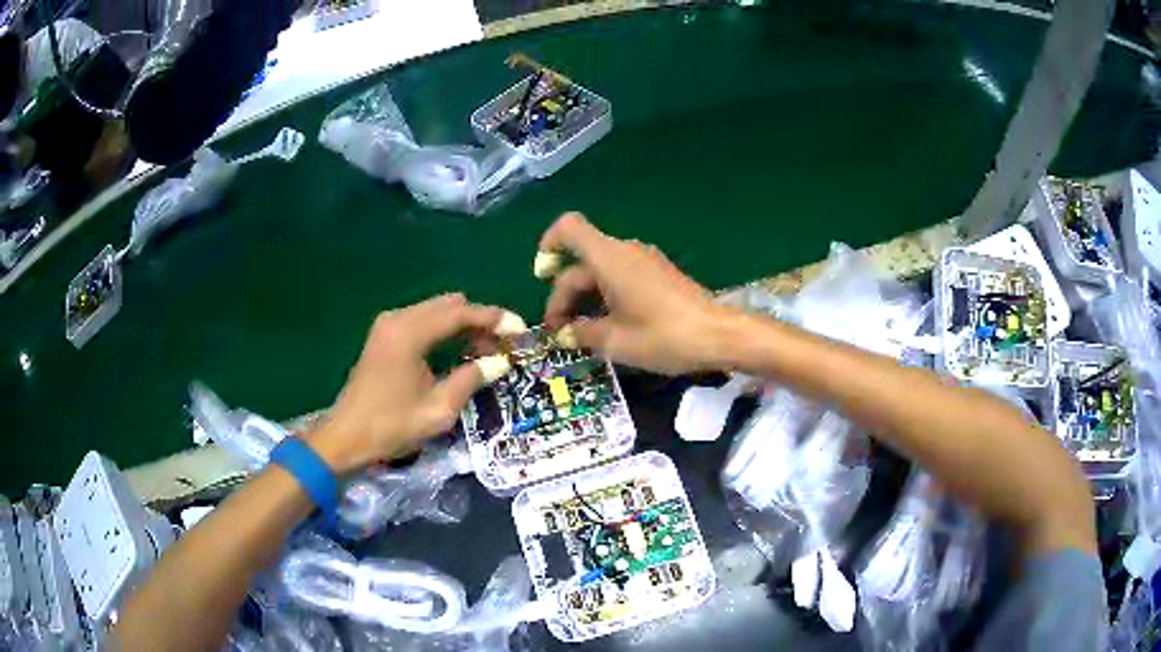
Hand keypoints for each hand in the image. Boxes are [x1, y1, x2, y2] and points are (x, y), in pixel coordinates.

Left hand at [307, 294, 508, 474]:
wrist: (346, 437)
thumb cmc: (391, 426)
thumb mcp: (438, 410)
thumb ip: (471, 380)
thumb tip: (500, 362)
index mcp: (409, 333)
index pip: (460, 313)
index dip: (493, 318)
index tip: (520, 329)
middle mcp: (398, 319)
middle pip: (449, 306)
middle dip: (479, 320)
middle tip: (503, 345)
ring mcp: (388, 325)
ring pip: (437, 311)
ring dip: (463, 326)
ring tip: (486, 352)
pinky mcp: (384, 336)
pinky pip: (423, 322)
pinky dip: (445, 331)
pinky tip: (459, 352)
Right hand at [539, 212, 729, 374]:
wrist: (718, 335)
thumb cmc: (664, 336)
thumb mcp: (616, 341)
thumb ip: (582, 333)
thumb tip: (564, 333)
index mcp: (609, 259)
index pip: (569, 228)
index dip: (548, 244)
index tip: (541, 276)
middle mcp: (625, 252)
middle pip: (582, 262)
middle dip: (564, 295)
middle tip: (559, 333)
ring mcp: (645, 262)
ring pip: (601, 272)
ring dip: (585, 299)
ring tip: (580, 334)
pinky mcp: (658, 274)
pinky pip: (621, 277)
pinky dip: (606, 296)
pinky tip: (608, 327)